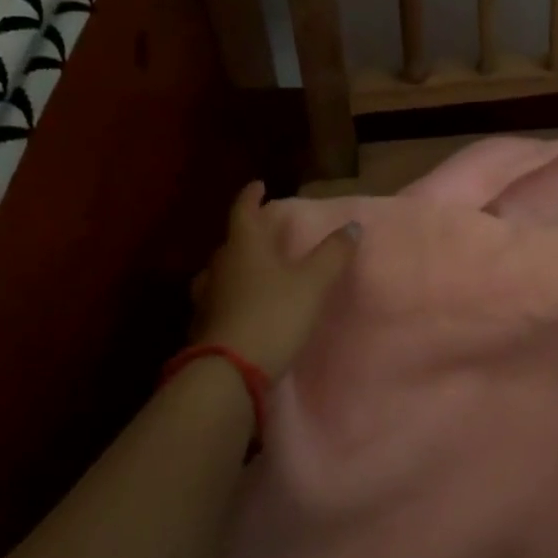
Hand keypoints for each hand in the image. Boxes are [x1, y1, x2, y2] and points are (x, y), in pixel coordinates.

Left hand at [191, 181, 358, 378]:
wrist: (229, 372)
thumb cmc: (274, 314)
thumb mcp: (314, 282)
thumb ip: (334, 252)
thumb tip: (353, 225)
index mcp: (244, 247)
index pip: (244, 211)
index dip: (251, 196)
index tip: (259, 185)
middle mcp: (220, 266)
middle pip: (231, 242)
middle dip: (246, 234)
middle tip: (263, 232)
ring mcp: (207, 298)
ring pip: (219, 273)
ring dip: (234, 267)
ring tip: (250, 270)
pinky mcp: (204, 326)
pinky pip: (217, 301)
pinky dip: (229, 297)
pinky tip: (240, 306)